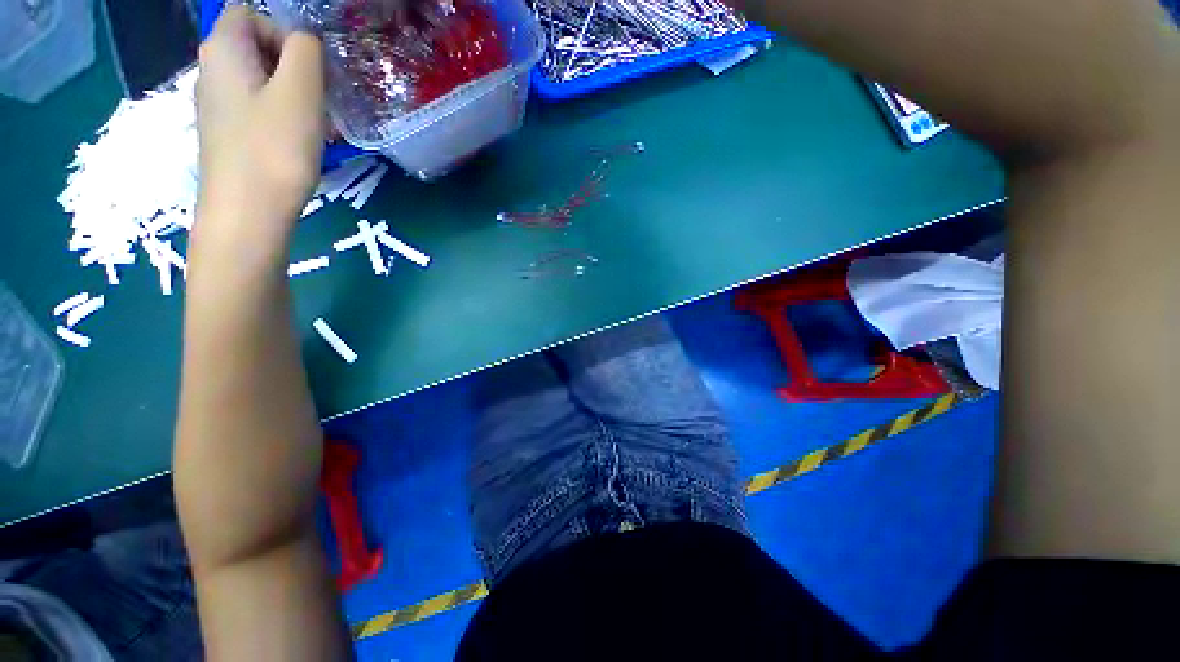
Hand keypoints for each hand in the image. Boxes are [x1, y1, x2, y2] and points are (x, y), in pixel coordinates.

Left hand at [195, 7, 325, 249]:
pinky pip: (257, 109)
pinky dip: (281, 118)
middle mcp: (212, 70)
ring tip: (315, 127)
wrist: (247, 214)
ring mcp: (217, 105)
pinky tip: (299, 143)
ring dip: (292, 96)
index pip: (251, 14)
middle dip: (292, 67)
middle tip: (318, 101)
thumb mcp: (300, 91)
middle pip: (255, 47)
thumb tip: (305, 43)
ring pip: (260, 81)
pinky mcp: (228, 134)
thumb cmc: (273, 149)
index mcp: (223, 49)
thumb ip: (306, 51)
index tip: (308, 71)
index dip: (283, 33)